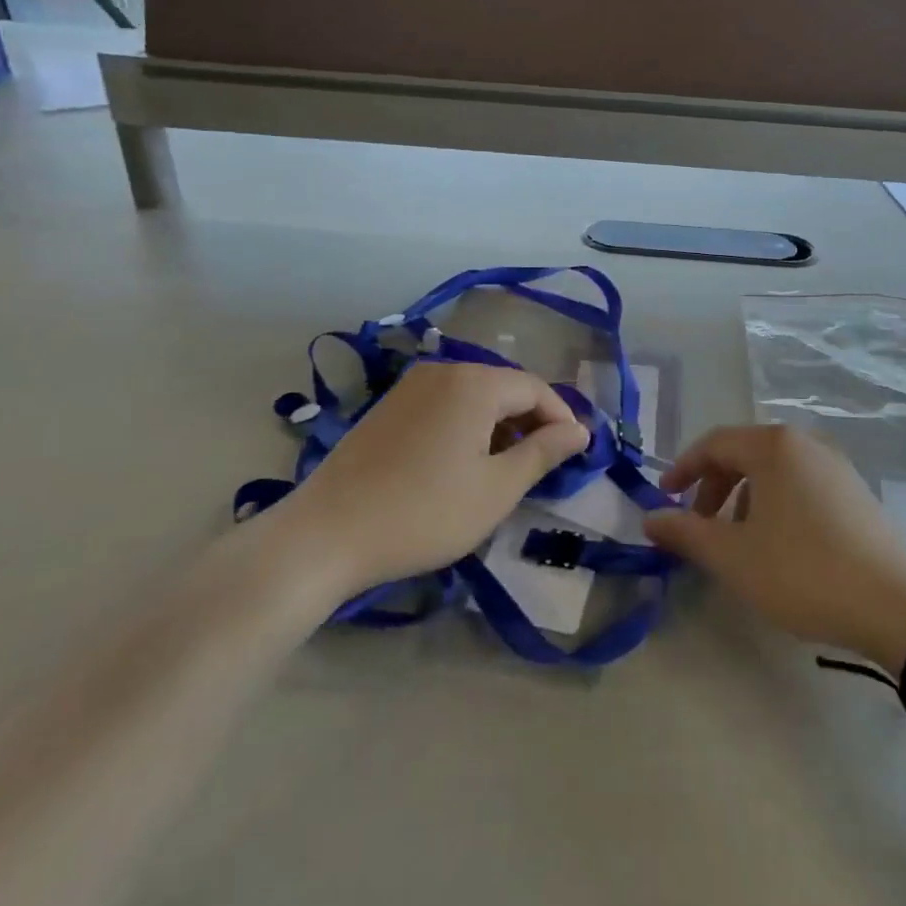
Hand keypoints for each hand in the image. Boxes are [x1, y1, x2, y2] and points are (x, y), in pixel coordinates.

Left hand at [286, 361, 589, 597]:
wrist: (326, 534)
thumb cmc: (424, 513)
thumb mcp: (496, 489)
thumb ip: (543, 453)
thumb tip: (579, 431)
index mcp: (473, 382)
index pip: (535, 388)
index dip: (561, 418)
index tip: (576, 454)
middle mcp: (442, 371)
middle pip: (503, 387)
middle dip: (530, 422)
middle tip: (545, 465)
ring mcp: (410, 386)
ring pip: (473, 396)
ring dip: (499, 426)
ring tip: (507, 468)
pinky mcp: (388, 406)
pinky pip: (444, 404)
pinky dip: (466, 426)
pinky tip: (464, 462)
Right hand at [644, 425, 905, 674]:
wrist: (899, 606)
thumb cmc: (804, 571)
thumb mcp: (733, 556)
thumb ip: (685, 532)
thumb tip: (649, 518)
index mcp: (773, 446)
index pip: (714, 443)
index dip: (683, 468)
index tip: (664, 498)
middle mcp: (806, 443)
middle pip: (744, 453)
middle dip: (713, 486)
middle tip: (698, 524)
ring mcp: (836, 466)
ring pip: (774, 471)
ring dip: (743, 498)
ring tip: (738, 540)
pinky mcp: (857, 492)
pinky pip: (801, 485)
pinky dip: (775, 504)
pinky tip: (779, 545)